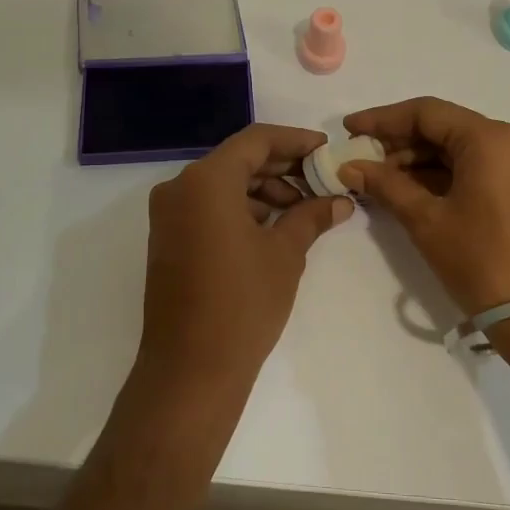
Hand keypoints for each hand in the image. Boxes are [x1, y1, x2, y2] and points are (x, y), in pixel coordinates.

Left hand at [137, 124, 351, 404]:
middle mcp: (180, 188)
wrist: (191, 368)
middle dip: (282, 167)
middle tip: (323, 180)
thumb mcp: (285, 253)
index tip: (327, 150)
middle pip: (238, 160)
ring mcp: (169, 215)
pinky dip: (241, 208)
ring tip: (304, 210)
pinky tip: (275, 226)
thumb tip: (340, 201)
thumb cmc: (243, 303)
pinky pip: (208, 207)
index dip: (295, 141)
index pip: (256, 140)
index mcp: (206, 180)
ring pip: (223, 184)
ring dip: (264, 190)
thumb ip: (312, 216)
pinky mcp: (168, 239)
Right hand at [339, 97, 509, 315]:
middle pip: (445, 128)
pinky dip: (443, 176)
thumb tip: (349, 166)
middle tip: (360, 160)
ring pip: (460, 150)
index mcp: (489, 138)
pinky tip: (410, 191)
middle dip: (399, 143)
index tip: (349, 129)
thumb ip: (386, 185)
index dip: (382, 119)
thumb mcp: (426, 221)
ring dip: (419, 162)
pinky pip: (477, 169)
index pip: (426, 113)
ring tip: (379, 180)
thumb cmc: (481, 261)